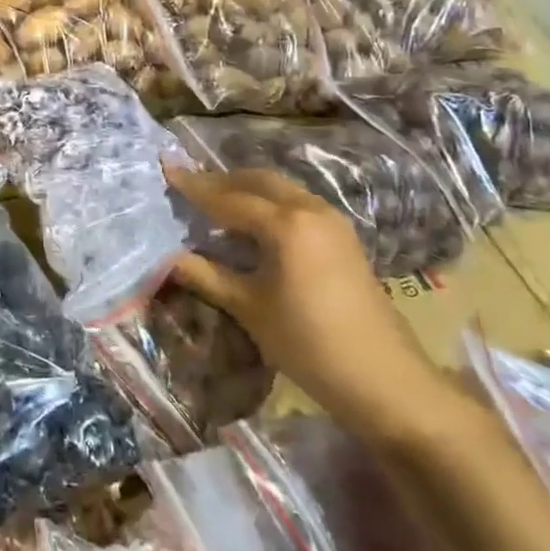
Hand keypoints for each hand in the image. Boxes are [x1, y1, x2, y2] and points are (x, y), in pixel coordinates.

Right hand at [165, 166, 453, 442]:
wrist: (385, 381)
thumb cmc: (309, 343)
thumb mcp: (248, 308)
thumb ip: (204, 275)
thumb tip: (166, 256)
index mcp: (285, 224)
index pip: (227, 198)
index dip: (193, 186)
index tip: (165, 169)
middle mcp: (310, 210)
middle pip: (257, 181)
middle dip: (220, 180)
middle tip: (187, 186)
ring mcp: (332, 222)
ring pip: (280, 189)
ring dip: (245, 190)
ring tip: (213, 203)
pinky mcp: (342, 238)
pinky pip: (296, 204)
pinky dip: (267, 204)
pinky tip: (250, 225)